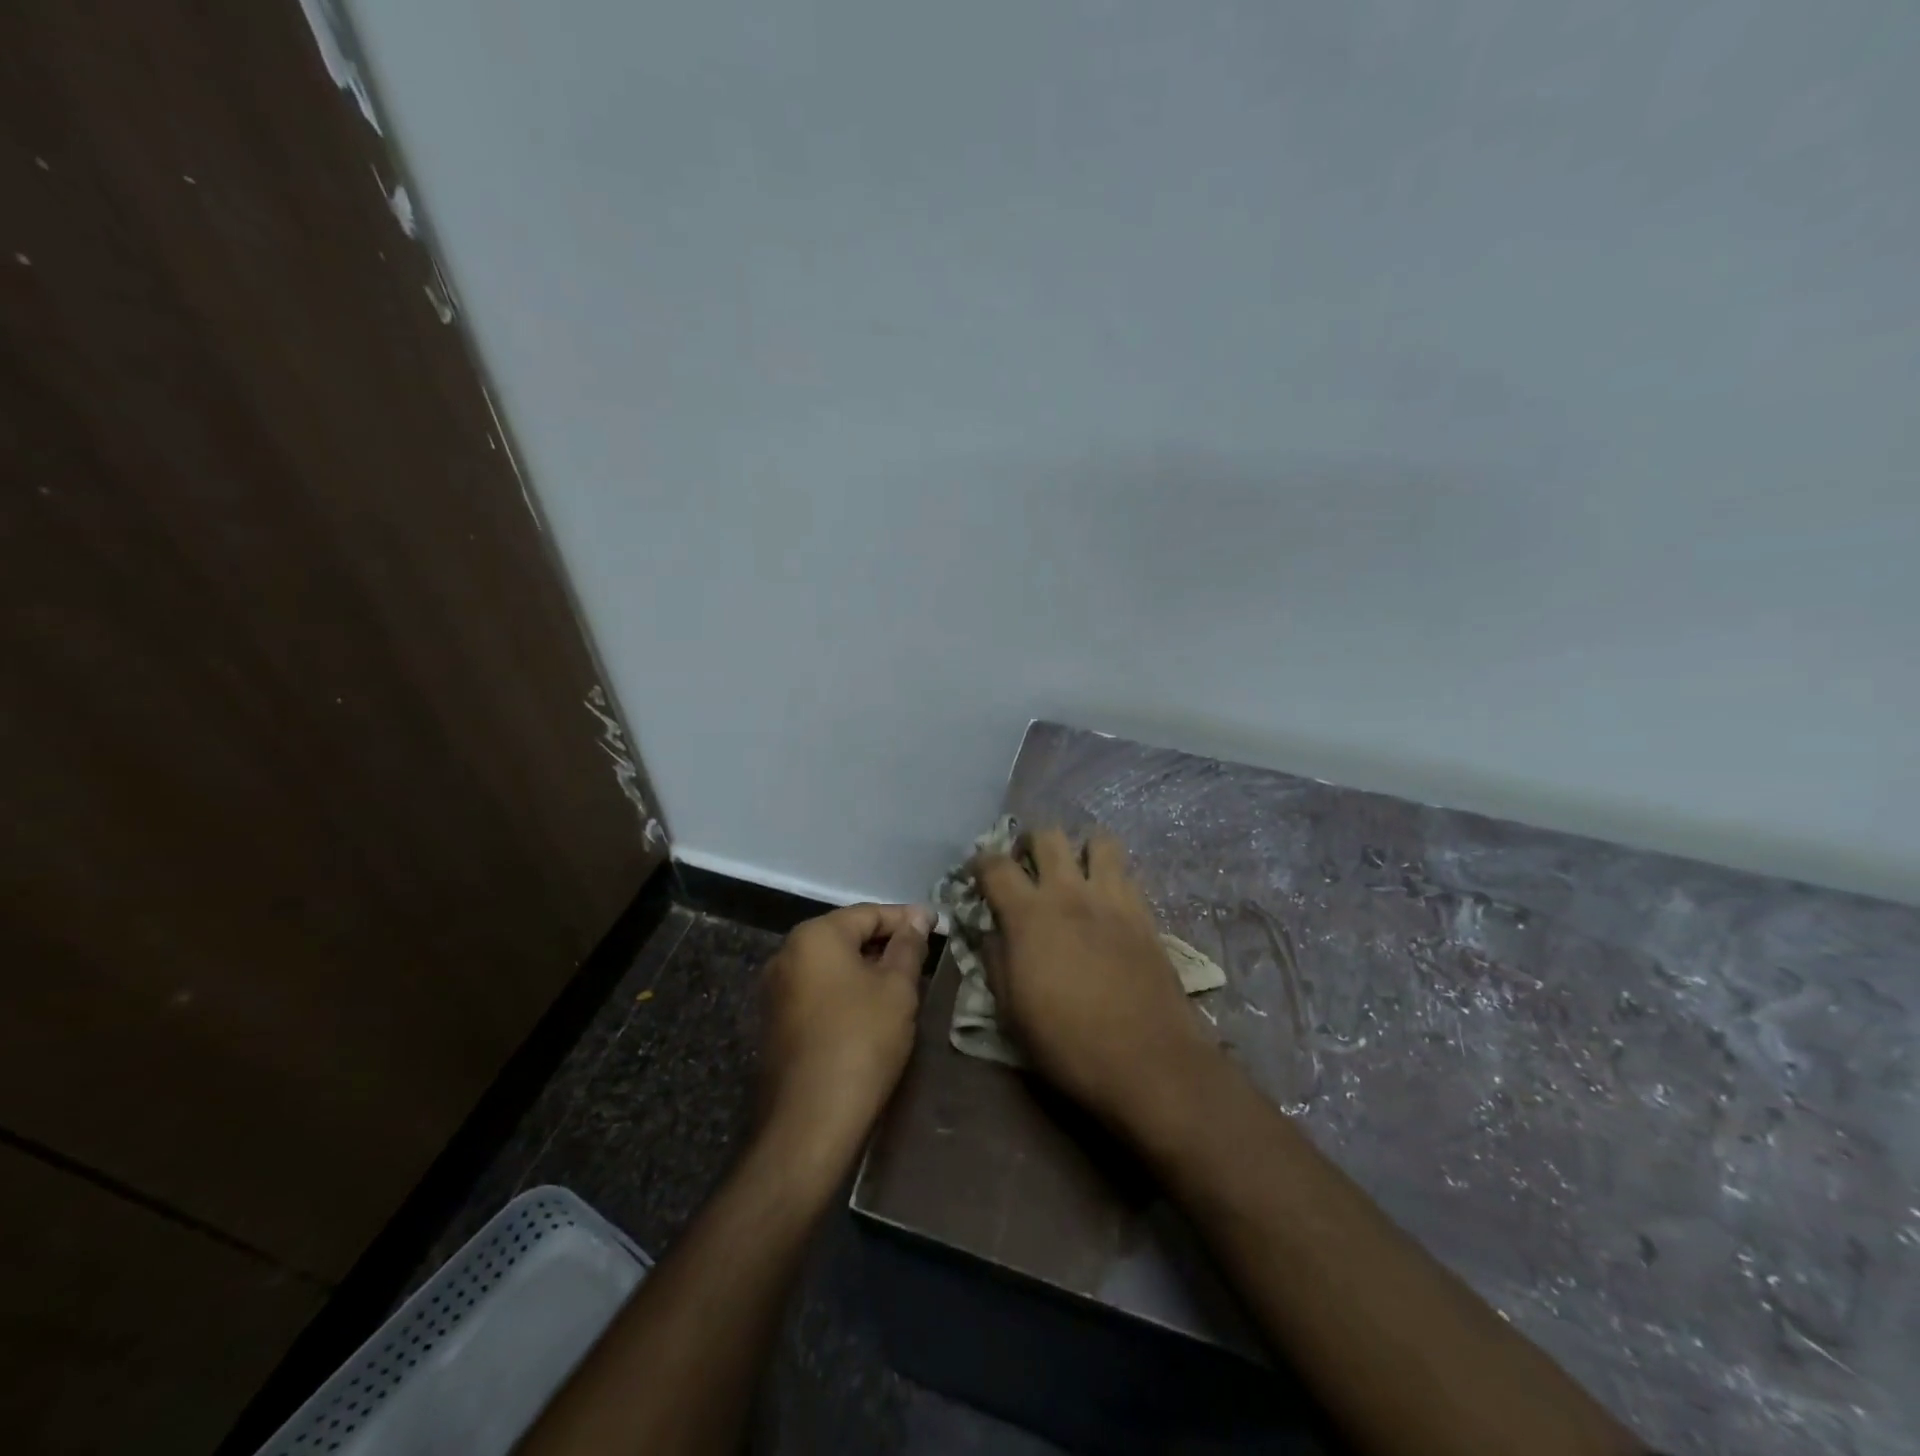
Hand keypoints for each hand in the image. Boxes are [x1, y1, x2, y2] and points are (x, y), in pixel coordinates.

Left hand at [758, 903, 929, 1171]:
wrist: (810, 1121)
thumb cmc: (861, 1040)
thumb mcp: (897, 988)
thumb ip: (908, 946)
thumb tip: (919, 917)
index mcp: (814, 936)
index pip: (868, 913)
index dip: (906, 918)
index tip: (937, 925)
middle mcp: (786, 954)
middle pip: (846, 937)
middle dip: (885, 944)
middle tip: (924, 956)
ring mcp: (775, 991)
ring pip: (831, 966)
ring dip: (866, 969)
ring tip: (904, 983)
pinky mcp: (775, 1023)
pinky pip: (818, 992)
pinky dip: (846, 992)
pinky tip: (872, 1010)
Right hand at [975, 828, 1211, 1128]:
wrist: (1148, 1061)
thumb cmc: (1068, 1043)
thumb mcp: (1011, 1011)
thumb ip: (996, 960)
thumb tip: (991, 932)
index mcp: (1029, 915)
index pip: (995, 865)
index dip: (980, 862)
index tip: (977, 873)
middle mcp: (1069, 893)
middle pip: (1047, 835)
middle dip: (1030, 843)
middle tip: (1026, 867)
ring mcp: (1112, 899)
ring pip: (1097, 840)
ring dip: (1079, 849)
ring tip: (1073, 873)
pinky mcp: (1145, 913)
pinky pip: (1126, 872)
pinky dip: (1111, 874)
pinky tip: (1105, 901)